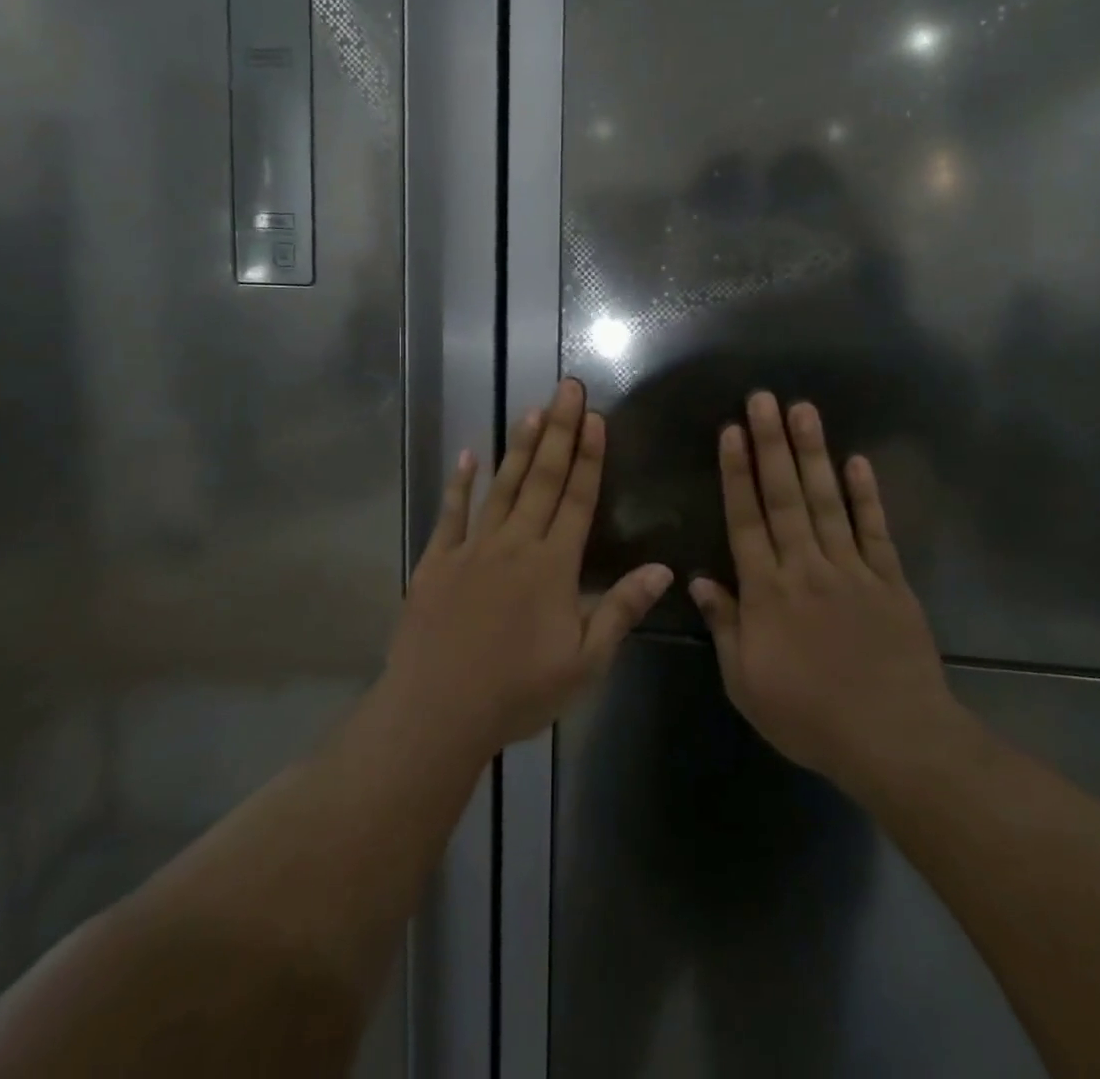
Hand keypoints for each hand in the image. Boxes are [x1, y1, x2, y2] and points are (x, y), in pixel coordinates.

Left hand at [386, 379, 673, 755]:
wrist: (437, 711)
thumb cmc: (517, 692)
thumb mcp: (584, 663)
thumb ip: (621, 610)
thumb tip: (662, 568)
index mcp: (553, 566)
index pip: (578, 499)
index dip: (590, 456)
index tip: (596, 417)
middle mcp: (515, 544)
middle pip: (543, 479)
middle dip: (560, 431)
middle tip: (568, 388)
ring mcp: (472, 548)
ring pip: (502, 486)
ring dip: (520, 447)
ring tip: (533, 409)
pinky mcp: (437, 561)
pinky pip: (451, 513)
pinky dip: (460, 483)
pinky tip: (469, 456)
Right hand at [689, 392, 964, 797]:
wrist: (894, 740)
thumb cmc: (809, 717)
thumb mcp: (746, 683)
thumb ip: (724, 626)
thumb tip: (698, 580)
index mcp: (766, 592)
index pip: (745, 520)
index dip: (736, 474)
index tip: (731, 432)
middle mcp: (805, 567)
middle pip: (784, 496)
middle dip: (771, 444)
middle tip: (763, 399)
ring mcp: (851, 570)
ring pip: (826, 501)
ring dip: (814, 453)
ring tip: (804, 410)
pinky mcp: (890, 581)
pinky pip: (875, 530)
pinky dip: (866, 495)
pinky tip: (857, 461)